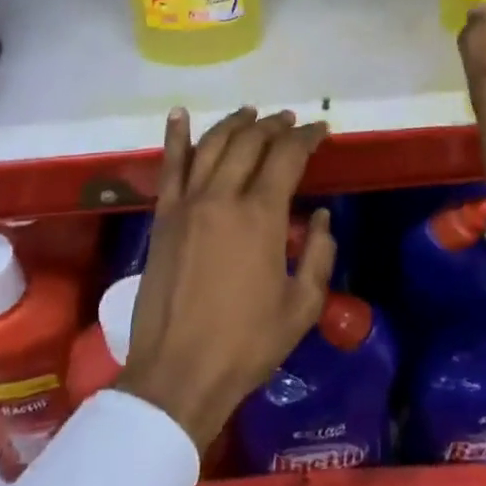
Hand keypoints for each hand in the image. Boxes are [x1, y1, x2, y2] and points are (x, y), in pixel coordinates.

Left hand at [118, 106, 335, 448]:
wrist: (178, 373)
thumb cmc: (247, 344)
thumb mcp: (302, 307)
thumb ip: (319, 256)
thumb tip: (322, 218)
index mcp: (261, 216)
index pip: (287, 156)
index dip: (306, 137)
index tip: (321, 130)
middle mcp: (222, 197)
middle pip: (249, 143)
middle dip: (273, 126)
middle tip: (288, 120)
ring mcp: (187, 204)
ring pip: (211, 145)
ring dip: (234, 124)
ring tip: (250, 113)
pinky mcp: (162, 218)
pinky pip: (169, 167)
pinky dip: (175, 137)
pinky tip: (180, 114)